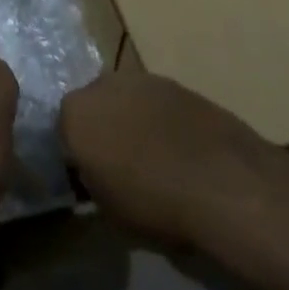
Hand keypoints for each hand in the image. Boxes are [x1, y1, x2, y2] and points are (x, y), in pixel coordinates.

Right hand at [60, 69, 288, 289]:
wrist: (227, 185)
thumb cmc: (157, 205)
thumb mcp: (109, 211)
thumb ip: (92, 182)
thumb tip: (93, 174)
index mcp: (75, 112)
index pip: (61, 131)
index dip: (75, 158)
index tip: (89, 181)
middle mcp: (102, 84)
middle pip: (93, 107)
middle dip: (101, 130)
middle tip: (119, 168)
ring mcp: (143, 79)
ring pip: (126, 101)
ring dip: (132, 122)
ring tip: (154, 161)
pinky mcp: (179, 83)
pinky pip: (158, 104)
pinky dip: (163, 122)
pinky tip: (181, 153)